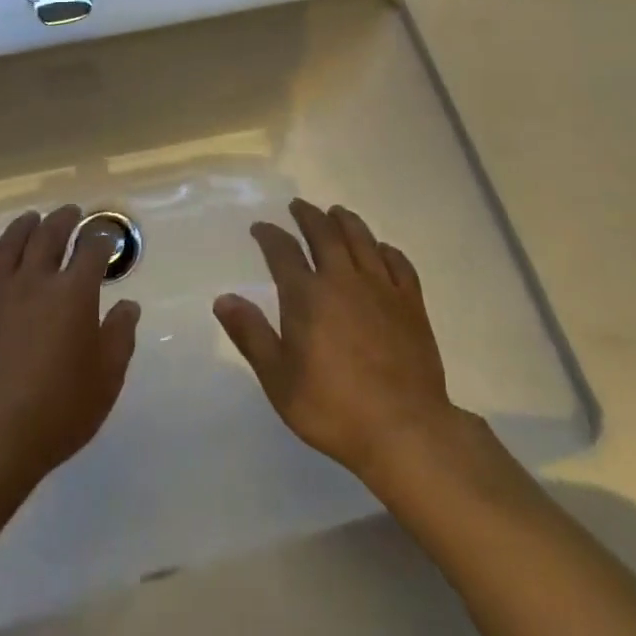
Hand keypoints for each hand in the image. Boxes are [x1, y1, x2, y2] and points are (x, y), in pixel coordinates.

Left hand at [0, 206, 140, 504]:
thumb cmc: (55, 412)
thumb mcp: (105, 381)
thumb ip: (120, 337)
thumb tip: (128, 305)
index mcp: (73, 293)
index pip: (92, 250)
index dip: (102, 238)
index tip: (106, 236)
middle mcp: (34, 280)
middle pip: (49, 235)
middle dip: (64, 219)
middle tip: (71, 212)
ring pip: (10, 243)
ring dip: (25, 226)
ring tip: (32, 219)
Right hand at [214, 199, 457, 481]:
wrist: (404, 429)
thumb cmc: (333, 408)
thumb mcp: (278, 379)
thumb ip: (251, 334)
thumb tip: (224, 298)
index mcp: (307, 295)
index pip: (282, 251)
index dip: (269, 235)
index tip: (260, 227)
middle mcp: (343, 279)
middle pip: (324, 234)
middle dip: (308, 216)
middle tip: (299, 206)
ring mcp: (381, 288)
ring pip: (362, 240)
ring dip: (346, 221)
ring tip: (336, 212)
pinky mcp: (411, 303)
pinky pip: (399, 264)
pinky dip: (387, 250)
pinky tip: (382, 249)